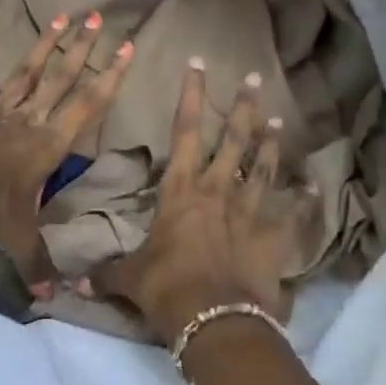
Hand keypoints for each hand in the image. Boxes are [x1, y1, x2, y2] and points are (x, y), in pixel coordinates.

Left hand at [0, 11, 134, 284]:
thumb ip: (39, 263)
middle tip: (97, 16)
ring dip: (45, 42)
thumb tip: (55, 300)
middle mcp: (28, 116)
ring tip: (63, 15)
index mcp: (48, 142)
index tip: (127, 48)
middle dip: (81, 47)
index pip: (88, 103)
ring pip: (26, 68)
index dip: (110, 75)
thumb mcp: (18, 237)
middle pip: (60, 75)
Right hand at [88, 59, 321, 346]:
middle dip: (242, 107)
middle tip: (255, 78)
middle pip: (232, 140)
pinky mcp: (271, 238)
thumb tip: (73, 282)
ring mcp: (248, 212)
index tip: (198, 65)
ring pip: (260, 168)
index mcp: (181, 191)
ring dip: (269, 144)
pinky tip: (312, 188)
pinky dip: (302, 202)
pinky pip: (290, 215)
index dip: (190, 96)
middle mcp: (216, 191)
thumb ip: (106, 273)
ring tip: (278, 119)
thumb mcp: (129, 278)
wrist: (214, 319)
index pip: (184, 131)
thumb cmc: (167, 288)